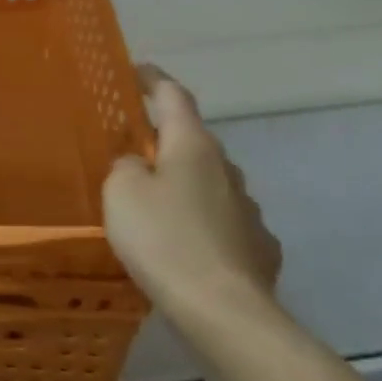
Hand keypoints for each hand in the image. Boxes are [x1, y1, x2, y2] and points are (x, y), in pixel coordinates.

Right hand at [103, 66, 281, 321]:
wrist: (222, 311)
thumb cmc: (163, 239)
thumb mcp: (121, 192)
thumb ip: (124, 166)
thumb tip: (138, 165)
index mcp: (192, 147)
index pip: (173, 97)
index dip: (153, 79)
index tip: (137, 70)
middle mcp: (227, 170)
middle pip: (193, 141)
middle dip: (165, 140)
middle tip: (133, 149)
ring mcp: (249, 210)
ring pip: (210, 183)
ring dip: (184, 184)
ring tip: (156, 204)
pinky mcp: (260, 247)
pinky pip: (223, 221)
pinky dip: (202, 222)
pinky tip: (186, 243)